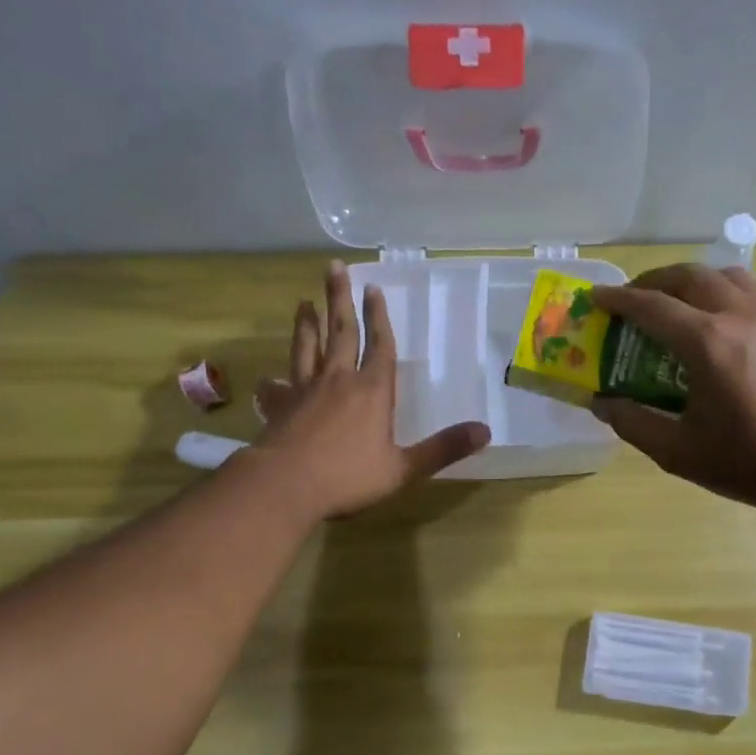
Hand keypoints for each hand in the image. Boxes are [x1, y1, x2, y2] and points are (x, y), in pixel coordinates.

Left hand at [250, 261, 488, 518]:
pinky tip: (270, 379)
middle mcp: (338, 381)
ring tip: (304, 302)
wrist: (286, 487)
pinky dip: (274, 381)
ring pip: (307, 348)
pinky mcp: (279, 407)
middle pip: (340, 332)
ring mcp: (304, 391)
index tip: (374, 289)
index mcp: (372, 391)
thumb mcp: (404, 468)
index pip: (379, 346)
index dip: (379, 318)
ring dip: (307, 324)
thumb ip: (443, 449)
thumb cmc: (348, 477)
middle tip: (334, 268)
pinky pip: (277, 387)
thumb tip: (485, 431)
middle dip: (340, 299)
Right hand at [590, 265, 755, 512]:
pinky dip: (720, 291)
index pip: (652, 306)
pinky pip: (748, 290)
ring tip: (672, 301)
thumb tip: (601, 402)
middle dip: (653, 280)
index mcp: (708, 343)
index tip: (596, 297)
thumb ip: (633, 422)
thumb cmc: (748, 461)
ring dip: (690, 280)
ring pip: (723, 275)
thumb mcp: (678, 451)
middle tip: (631, 298)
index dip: (619, 300)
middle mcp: (739, 314)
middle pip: (689, 276)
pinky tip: (713, 321)